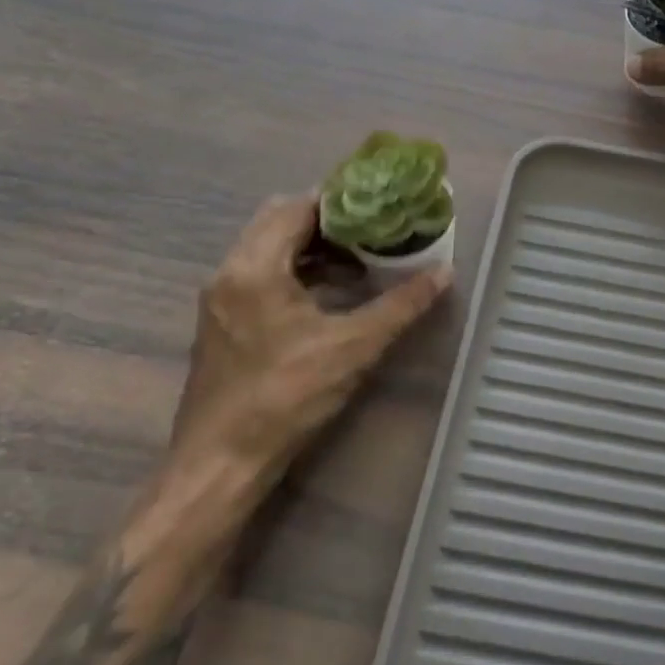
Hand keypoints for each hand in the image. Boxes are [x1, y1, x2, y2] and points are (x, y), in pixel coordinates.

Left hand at [170, 193, 449, 492]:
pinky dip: (297, 269)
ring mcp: (221, 297)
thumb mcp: (354, 348)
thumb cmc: (286, 397)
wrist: (220, 463)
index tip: (380, 204)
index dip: (341, 201)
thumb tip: (444, 273)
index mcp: (255, 267)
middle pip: (280, 220)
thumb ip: (400, 305)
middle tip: (374, 229)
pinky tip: (332, 292)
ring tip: (361, 260)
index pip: (298, 207)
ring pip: (269, 247)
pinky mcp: (222, 320)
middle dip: (329, 220)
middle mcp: (230, 271)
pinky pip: (261, 272)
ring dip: (313, 246)